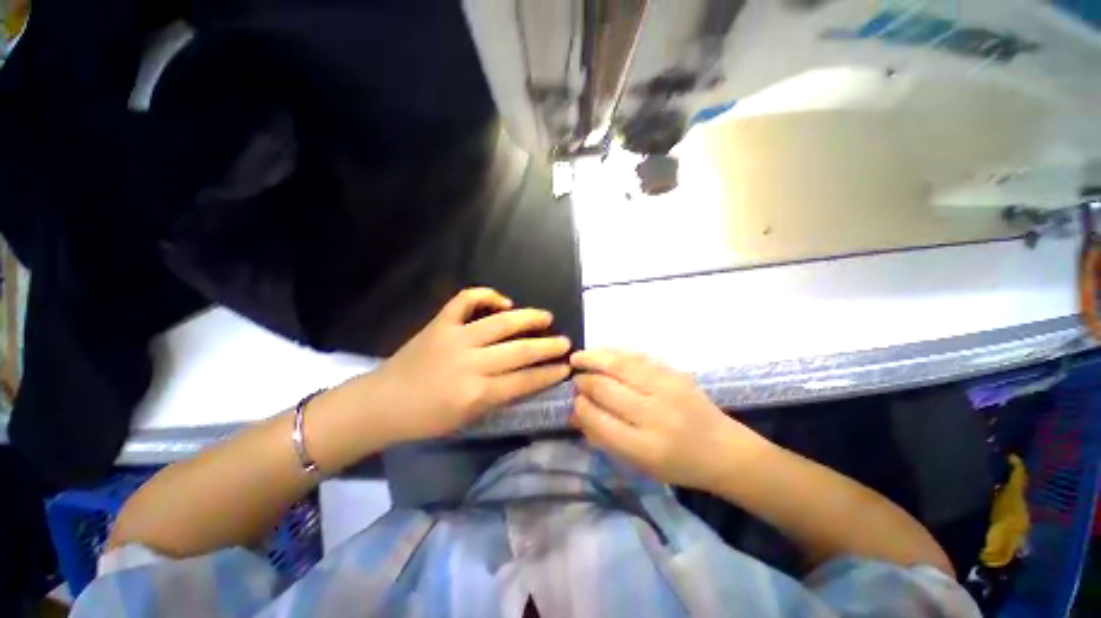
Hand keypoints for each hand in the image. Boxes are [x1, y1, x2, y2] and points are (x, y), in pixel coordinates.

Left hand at [368, 288, 570, 441]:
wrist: (381, 403)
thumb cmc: (425, 420)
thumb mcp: (468, 419)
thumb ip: (499, 397)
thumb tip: (527, 377)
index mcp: (476, 393)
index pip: (524, 381)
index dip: (549, 374)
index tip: (566, 368)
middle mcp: (470, 363)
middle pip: (520, 351)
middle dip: (549, 346)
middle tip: (566, 342)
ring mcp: (454, 338)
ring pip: (501, 322)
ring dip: (529, 318)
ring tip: (546, 317)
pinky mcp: (440, 323)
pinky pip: (466, 300)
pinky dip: (487, 295)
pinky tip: (503, 301)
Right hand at [571, 350, 766, 489]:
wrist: (723, 449)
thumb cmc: (677, 464)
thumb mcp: (639, 464)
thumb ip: (604, 438)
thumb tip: (576, 412)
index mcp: (644, 447)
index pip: (599, 420)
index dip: (581, 407)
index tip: (574, 400)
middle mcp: (654, 414)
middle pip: (606, 388)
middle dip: (584, 381)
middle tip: (575, 378)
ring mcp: (667, 389)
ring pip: (620, 365)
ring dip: (594, 358)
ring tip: (579, 357)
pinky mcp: (675, 374)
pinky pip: (637, 358)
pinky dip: (616, 354)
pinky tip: (604, 353)